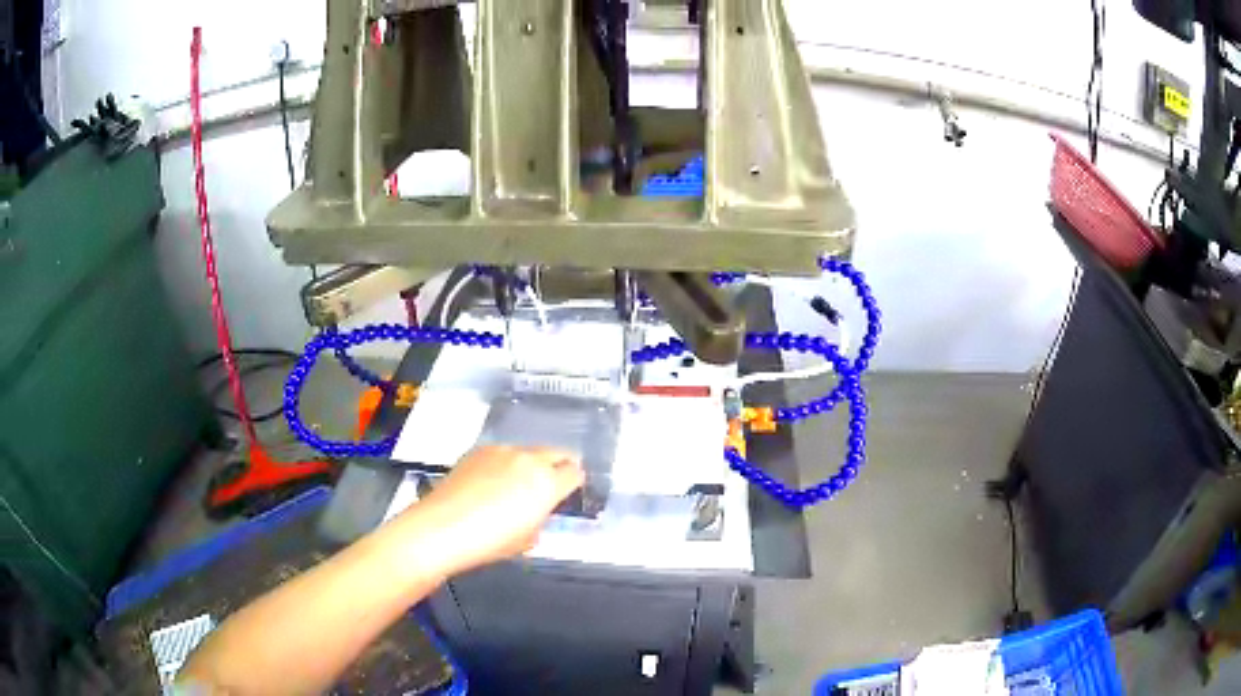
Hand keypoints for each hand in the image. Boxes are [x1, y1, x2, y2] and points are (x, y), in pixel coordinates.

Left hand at [403, 446, 583, 576]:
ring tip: (516, 485)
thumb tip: (535, 513)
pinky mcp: (478, 450)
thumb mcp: (527, 540)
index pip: (575, 473)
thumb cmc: (490, 541)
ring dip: (530, 464)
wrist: (442, 527)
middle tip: (550, 485)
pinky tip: (490, 482)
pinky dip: (504, 463)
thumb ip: (539, 520)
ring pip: (527, 451)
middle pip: (556, 453)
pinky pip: (502, 453)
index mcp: (547, 483)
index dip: (574, 483)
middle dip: (558, 466)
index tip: (569, 493)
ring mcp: (501, 451)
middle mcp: (528, 459)